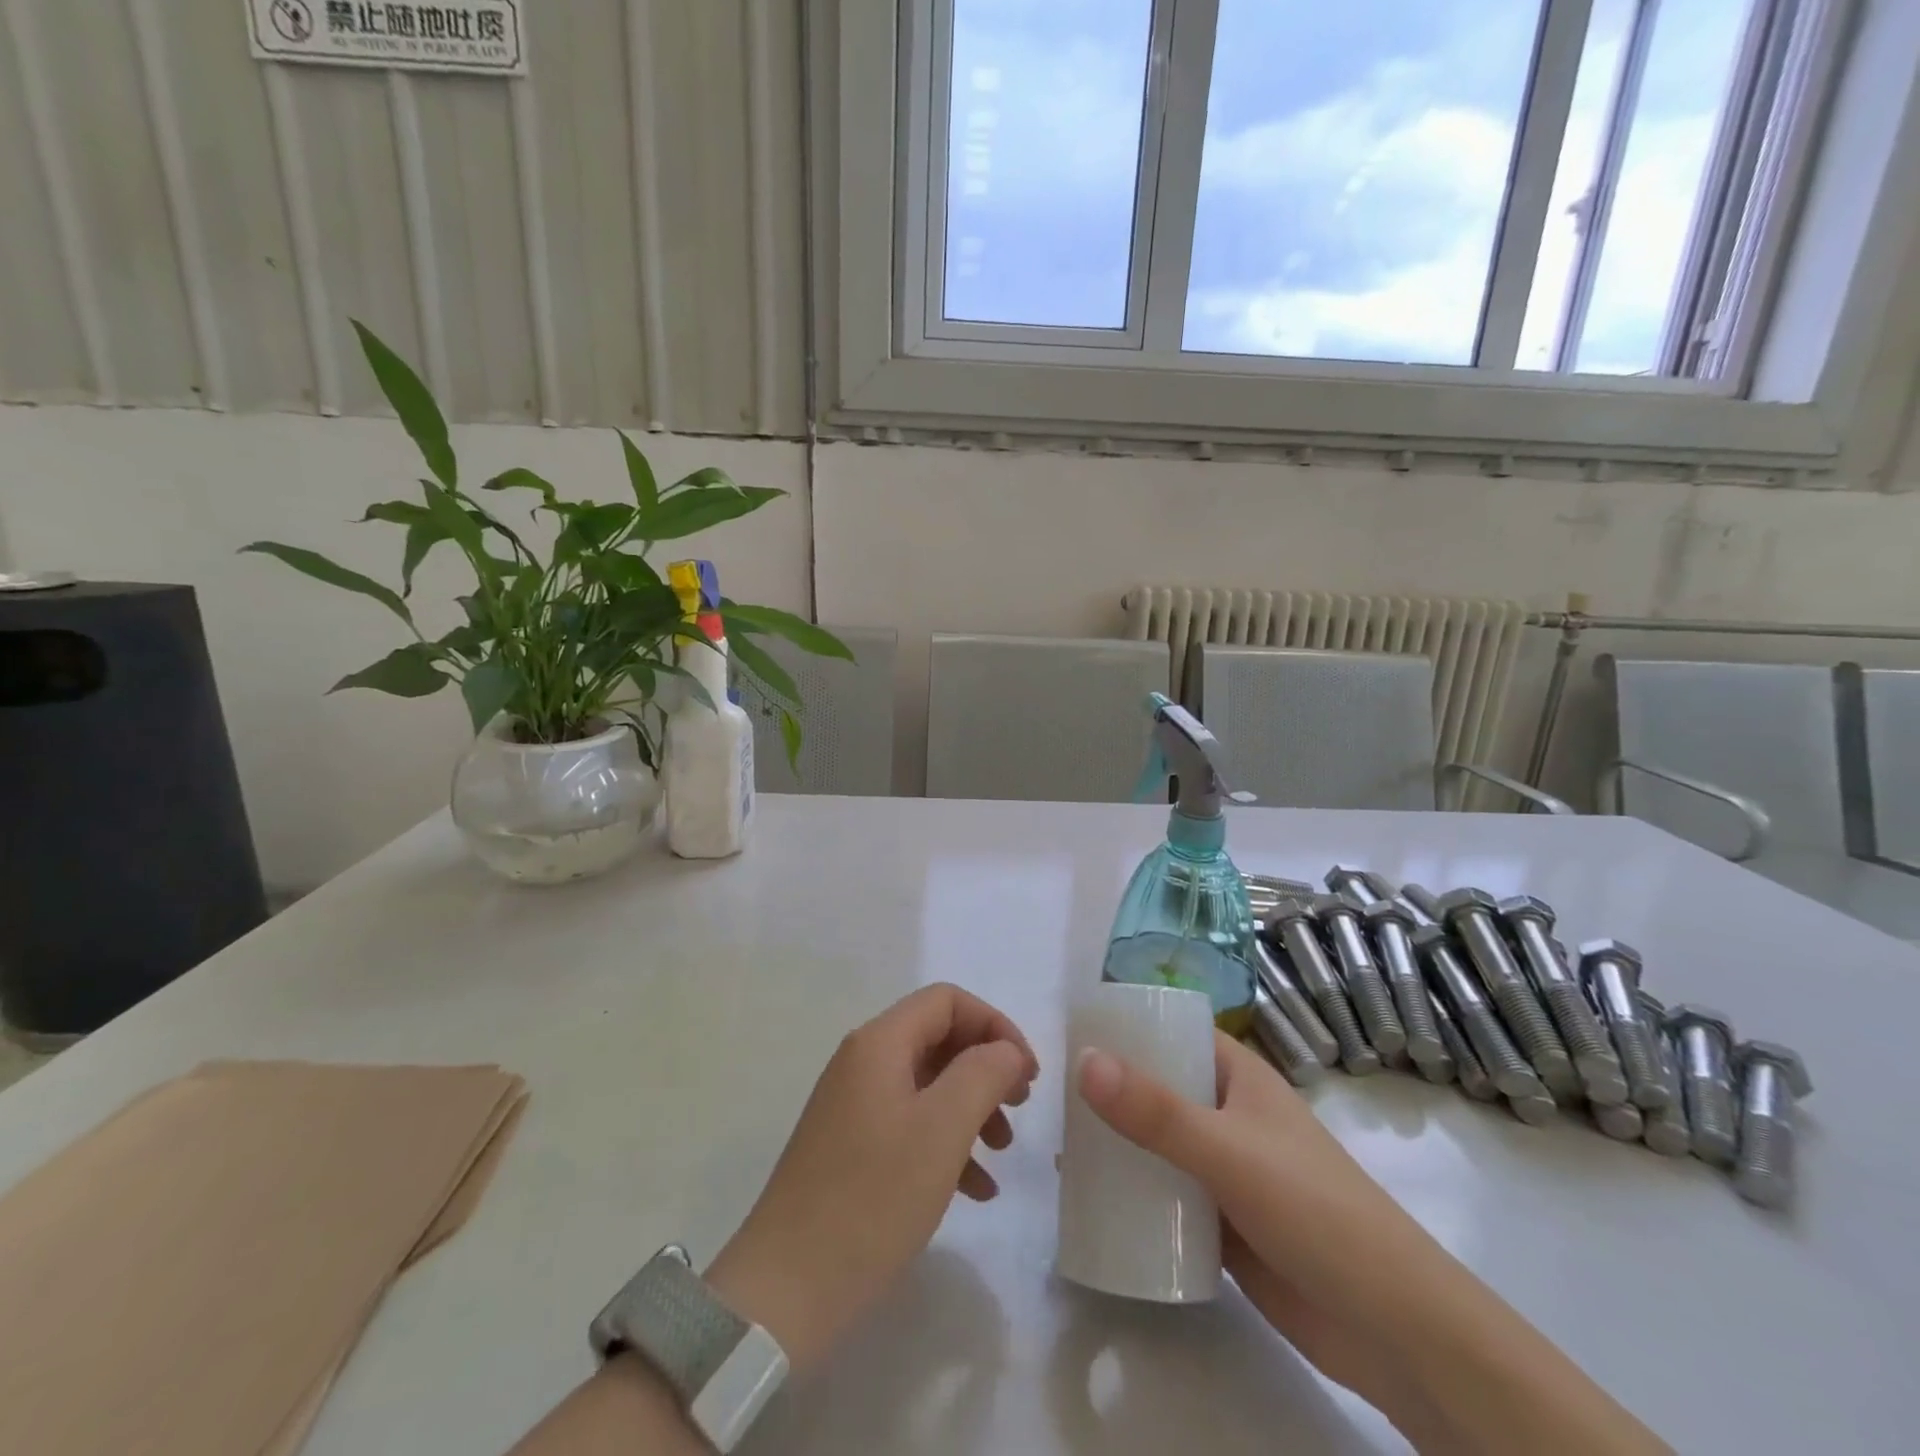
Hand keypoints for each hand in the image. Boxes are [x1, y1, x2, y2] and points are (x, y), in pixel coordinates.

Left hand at [706, 983, 1038, 1372]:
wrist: (785, 1289)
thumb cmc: (873, 1198)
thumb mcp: (942, 1130)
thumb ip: (983, 1073)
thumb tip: (1005, 1050)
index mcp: (879, 1043)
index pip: (947, 1001)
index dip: (994, 1025)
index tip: (1027, 1073)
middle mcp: (863, 1062)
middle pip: (938, 1038)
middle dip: (986, 1067)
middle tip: (1021, 1106)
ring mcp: (853, 1105)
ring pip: (928, 1084)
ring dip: (972, 1107)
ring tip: (1003, 1151)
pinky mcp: (850, 1147)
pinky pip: (910, 1124)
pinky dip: (946, 1143)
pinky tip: (976, 1190)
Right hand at [1077, 1032, 1432, 1418]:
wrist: (1392, 1330)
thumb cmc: (1315, 1210)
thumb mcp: (1228, 1151)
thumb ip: (1155, 1112)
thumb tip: (1083, 1061)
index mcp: (1238, 1077)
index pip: (1174, 1032)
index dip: (1127, 1027)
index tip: (1070, 1033)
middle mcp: (1228, 1114)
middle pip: (1158, 1088)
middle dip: (1109, 1091)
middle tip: (1050, 1098)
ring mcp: (1226, 1170)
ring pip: (1158, 1144)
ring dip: (1117, 1145)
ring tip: (1060, 1148)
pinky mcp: (1222, 1224)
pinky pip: (1166, 1196)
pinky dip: (1133, 1195)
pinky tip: (1090, 1202)